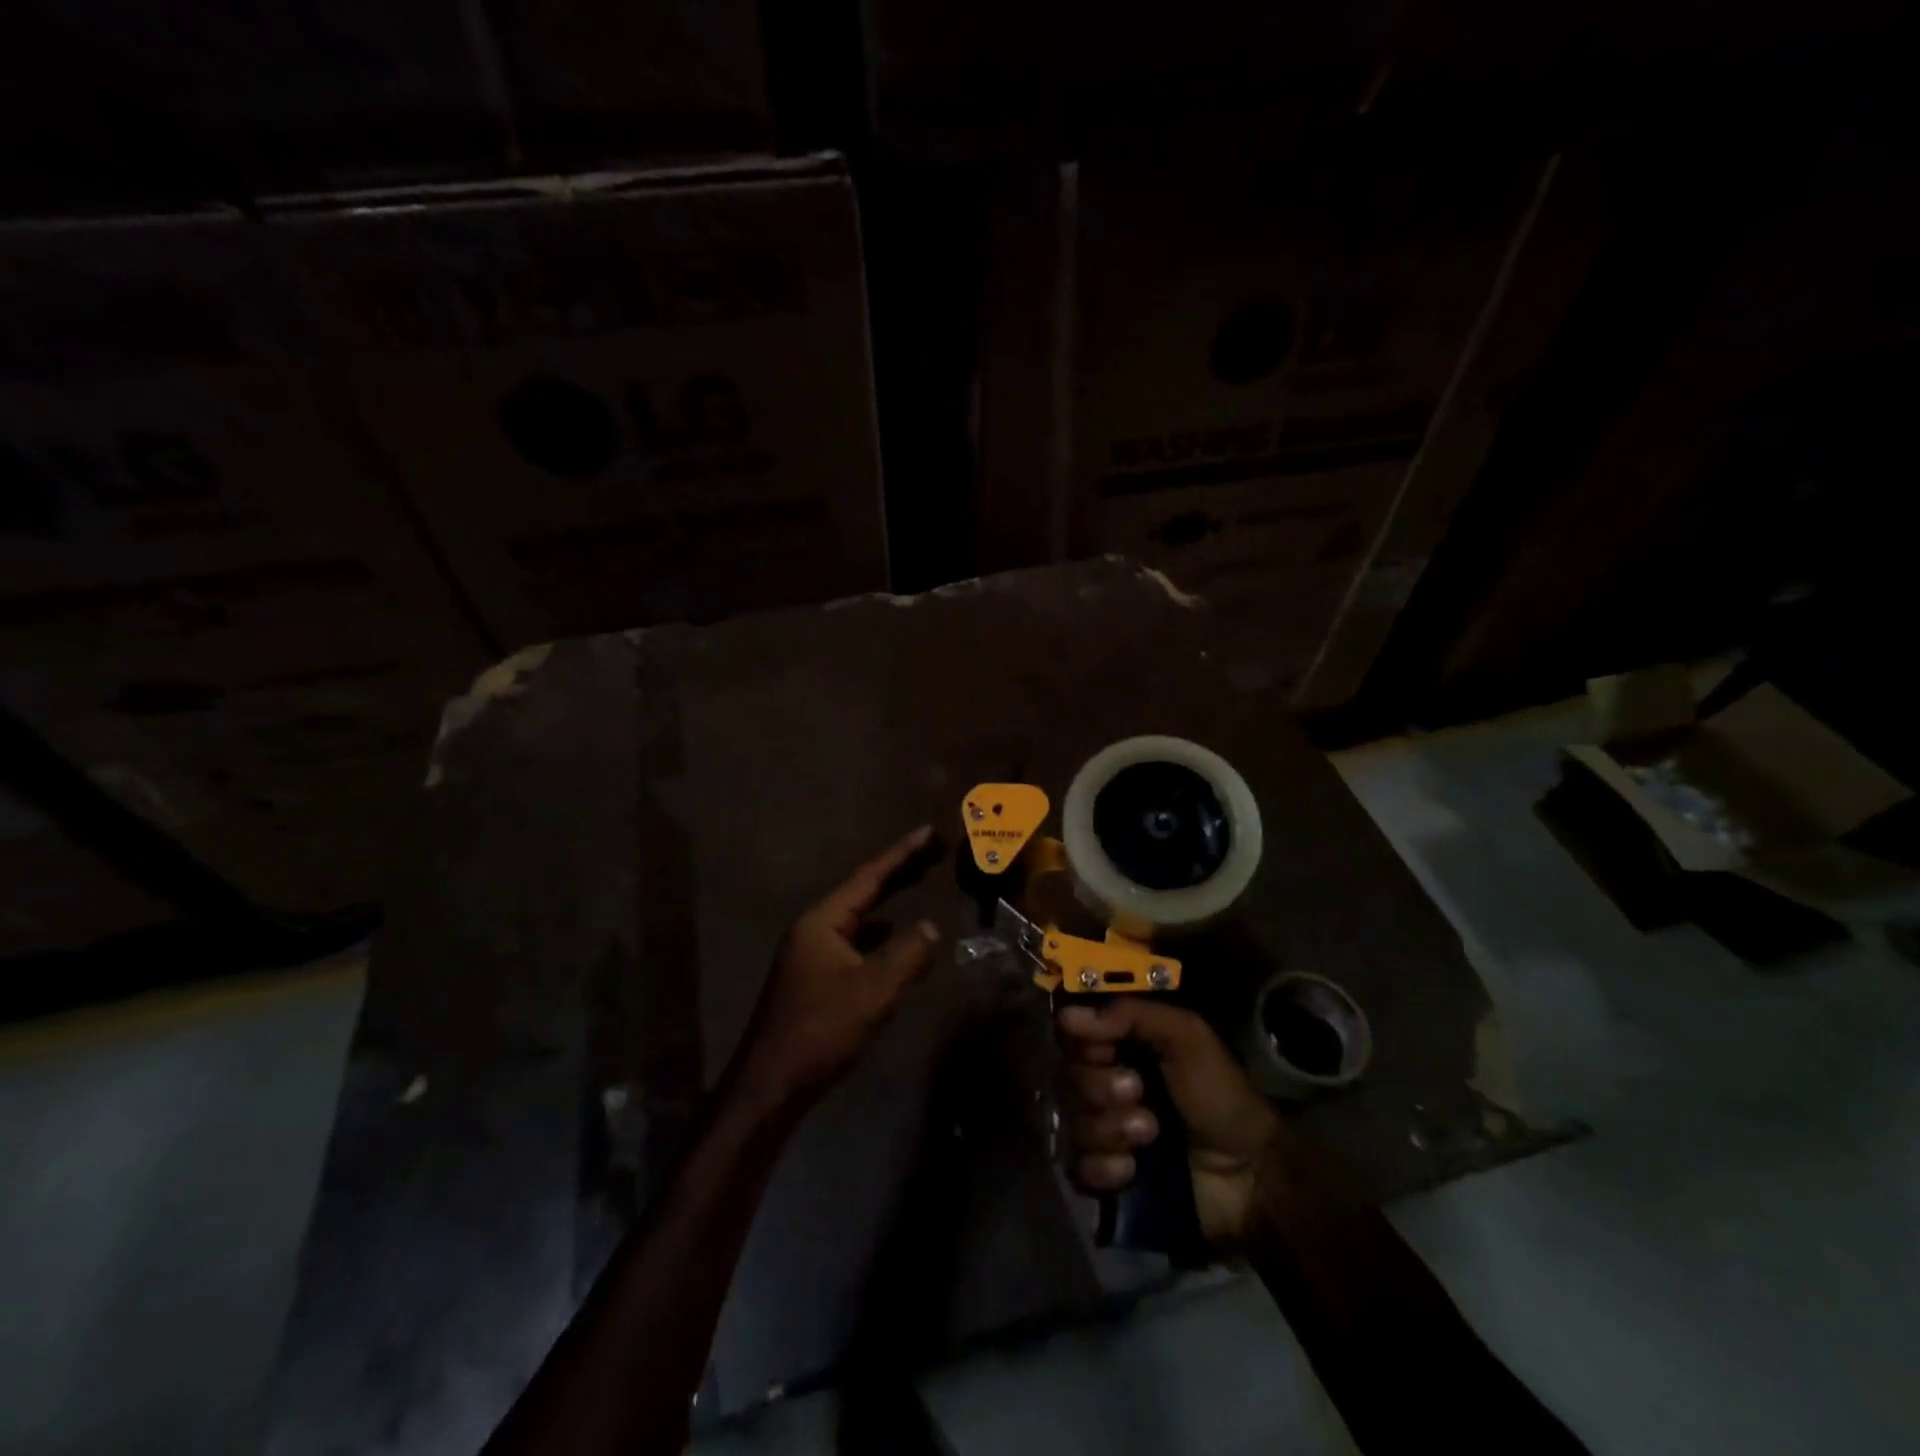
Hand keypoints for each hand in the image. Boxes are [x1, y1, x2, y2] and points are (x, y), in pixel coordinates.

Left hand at [731, 826, 941, 1109]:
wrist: (770, 1086)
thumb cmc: (821, 1031)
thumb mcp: (873, 992)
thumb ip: (906, 955)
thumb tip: (930, 927)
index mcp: (822, 922)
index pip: (869, 877)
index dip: (902, 853)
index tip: (929, 832)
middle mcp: (814, 929)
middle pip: (862, 891)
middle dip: (898, 870)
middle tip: (932, 851)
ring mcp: (811, 954)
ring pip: (858, 917)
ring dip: (888, 901)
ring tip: (918, 885)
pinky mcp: (814, 978)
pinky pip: (854, 942)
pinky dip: (879, 934)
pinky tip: (896, 940)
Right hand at [1059, 1000, 1283, 1249]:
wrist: (1250, 1176)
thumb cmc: (1220, 1096)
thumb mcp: (1187, 1037)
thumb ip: (1132, 1015)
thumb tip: (1069, 1016)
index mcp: (1121, 1047)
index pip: (1071, 1035)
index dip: (1081, 1042)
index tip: (1105, 1050)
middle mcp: (1104, 1084)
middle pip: (1067, 1078)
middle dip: (1100, 1088)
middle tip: (1139, 1093)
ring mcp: (1102, 1132)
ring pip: (1072, 1123)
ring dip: (1110, 1128)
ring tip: (1150, 1134)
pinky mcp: (1104, 1177)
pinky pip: (1077, 1167)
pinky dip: (1104, 1167)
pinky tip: (1132, 1170)